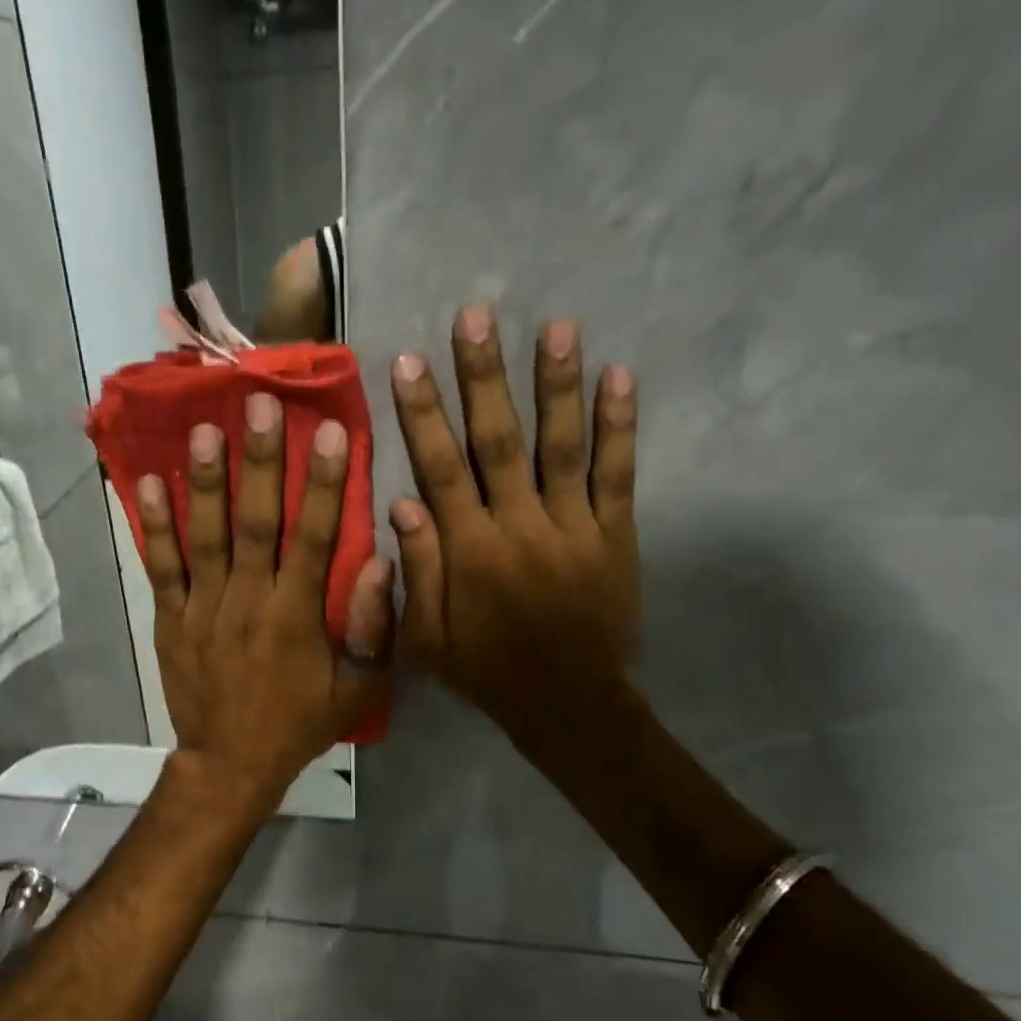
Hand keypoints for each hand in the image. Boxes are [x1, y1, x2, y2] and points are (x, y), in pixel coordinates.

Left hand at [139, 390, 393, 814]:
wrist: (229, 764)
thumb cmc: (298, 724)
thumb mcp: (356, 689)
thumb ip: (373, 628)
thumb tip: (382, 561)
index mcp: (297, 616)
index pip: (314, 538)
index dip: (323, 484)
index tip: (330, 431)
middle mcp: (249, 601)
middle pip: (255, 522)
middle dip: (259, 462)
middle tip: (258, 404)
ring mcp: (204, 608)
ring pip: (205, 535)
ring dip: (205, 481)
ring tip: (205, 427)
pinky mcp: (171, 619)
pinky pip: (162, 567)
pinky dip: (153, 526)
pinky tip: (146, 482)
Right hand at [388, 305, 639, 742]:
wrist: (567, 704)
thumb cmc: (487, 671)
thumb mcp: (428, 640)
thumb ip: (416, 572)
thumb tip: (401, 502)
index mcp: (470, 551)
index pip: (439, 470)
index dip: (422, 415)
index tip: (407, 362)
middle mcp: (519, 527)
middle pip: (498, 442)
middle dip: (484, 377)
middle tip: (476, 317)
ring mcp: (573, 528)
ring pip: (562, 446)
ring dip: (557, 385)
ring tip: (555, 327)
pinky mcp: (616, 536)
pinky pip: (618, 475)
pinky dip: (619, 426)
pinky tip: (619, 377)